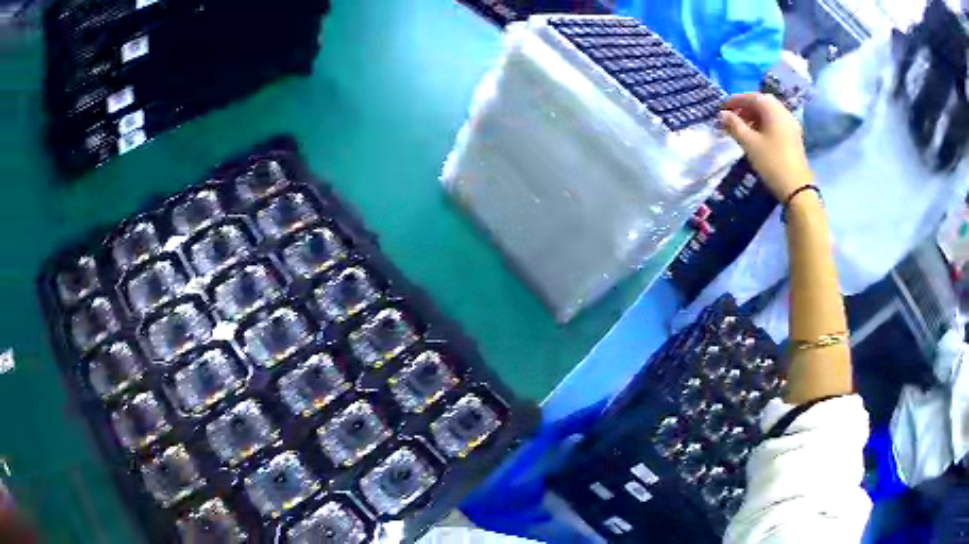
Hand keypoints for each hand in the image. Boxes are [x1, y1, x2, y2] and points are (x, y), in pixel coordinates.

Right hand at [720, 93, 811, 201]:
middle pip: (762, 102)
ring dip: (755, 115)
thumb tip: (722, 114)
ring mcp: (791, 125)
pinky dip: (765, 123)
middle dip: (746, 106)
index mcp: (773, 110)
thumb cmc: (772, 162)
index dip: (735, 100)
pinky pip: (776, 122)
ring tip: (743, 126)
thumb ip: (734, 126)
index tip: (722, 108)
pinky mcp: (794, 137)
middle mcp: (783, 112)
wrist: (797, 189)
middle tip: (733, 115)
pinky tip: (757, 134)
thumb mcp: (749, 143)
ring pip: (770, 113)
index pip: (751, 97)